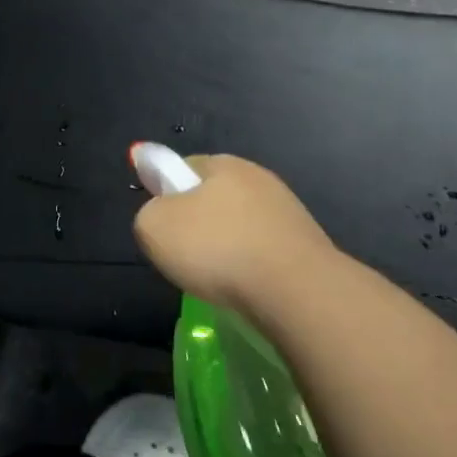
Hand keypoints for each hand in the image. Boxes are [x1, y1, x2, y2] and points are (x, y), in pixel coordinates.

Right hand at [133, 154, 341, 313]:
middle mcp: (259, 178)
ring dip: (229, 247)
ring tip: (219, 280)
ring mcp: (288, 212)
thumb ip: (148, 213)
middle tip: (186, 257)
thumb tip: (161, 215)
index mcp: (223, 164)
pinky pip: (266, 253)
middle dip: (200, 223)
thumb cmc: (218, 249)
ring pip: (242, 226)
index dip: (167, 194)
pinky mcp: (308, 246)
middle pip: (215, 197)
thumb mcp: (154, 227)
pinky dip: (254, 268)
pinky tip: (248, 290)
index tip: (164, 227)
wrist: (298, 292)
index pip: (184, 168)